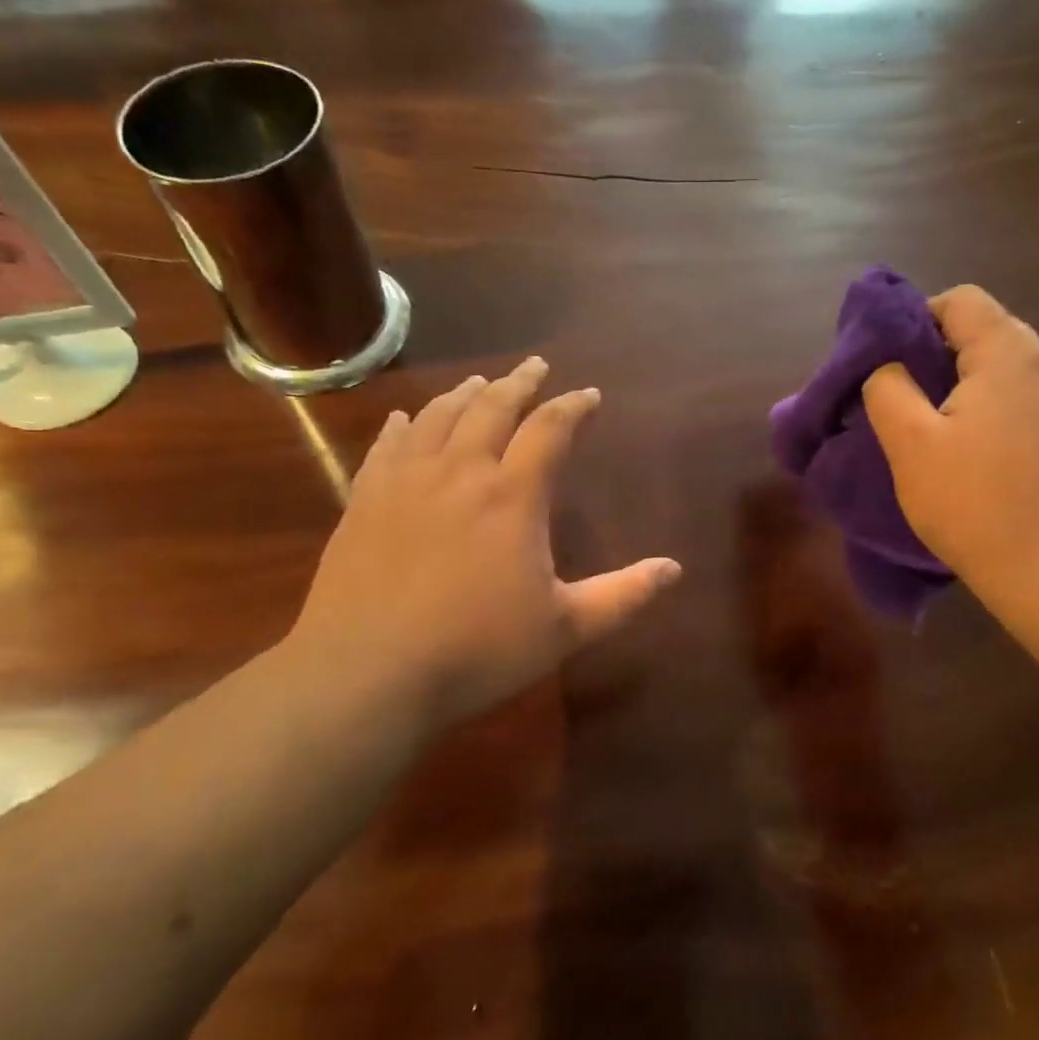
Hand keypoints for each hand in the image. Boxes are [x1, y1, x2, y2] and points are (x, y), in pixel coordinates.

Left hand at [286, 360, 681, 726]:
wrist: (368, 672)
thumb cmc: (476, 650)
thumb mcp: (565, 628)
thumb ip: (623, 595)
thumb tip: (674, 568)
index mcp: (512, 496)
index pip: (549, 429)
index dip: (572, 407)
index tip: (588, 395)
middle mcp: (460, 472)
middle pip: (492, 407)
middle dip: (519, 383)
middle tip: (535, 366)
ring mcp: (406, 482)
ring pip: (438, 417)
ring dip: (465, 394)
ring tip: (480, 382)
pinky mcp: (364, 501)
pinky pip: (386, 446)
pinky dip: (403, 425)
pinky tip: (405, 419)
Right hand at [862, 286, 1038, 607]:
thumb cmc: (974, 502)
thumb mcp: (910, 444)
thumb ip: (888, 390)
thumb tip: (888, 369)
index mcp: (1008, 355)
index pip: (961, 300)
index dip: (916, 318)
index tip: (888, 362)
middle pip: (985, 332)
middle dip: (936, 354)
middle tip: (902, 395)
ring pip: (1003, 373)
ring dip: (962, 387)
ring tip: (931, 430)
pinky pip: (1021, 406)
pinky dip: (989, 415)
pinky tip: (971, 459)